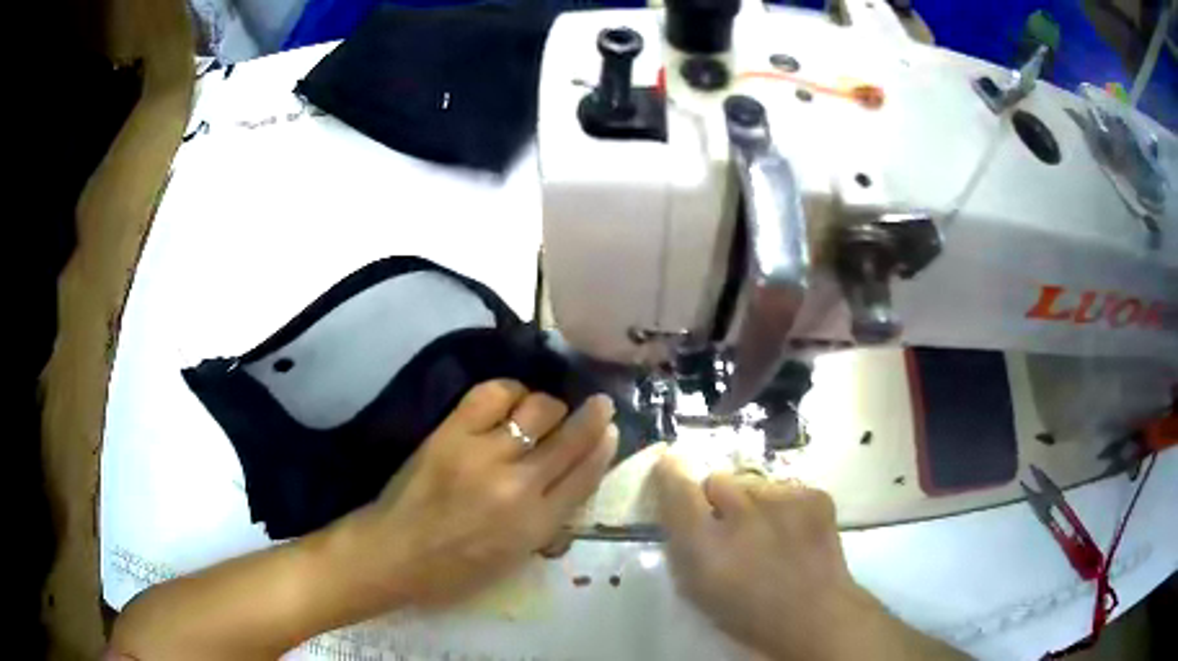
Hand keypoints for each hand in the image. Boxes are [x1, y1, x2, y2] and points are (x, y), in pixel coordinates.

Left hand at [346, 380, 617, 607]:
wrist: (395, 552)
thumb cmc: (456, 570)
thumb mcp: (516, 560)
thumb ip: (549, 523)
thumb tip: (571, 483)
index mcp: (537, 525)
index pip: (586, 476)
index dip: (603, 447)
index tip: (610, 430)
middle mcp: (518, 485)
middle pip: (570, 438)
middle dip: (593, 416)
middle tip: (598, 405)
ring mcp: (483, 454)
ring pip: (538, 410)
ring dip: (550, 405)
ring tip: (545, 410)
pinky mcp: (452, 433)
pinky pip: (492, 395)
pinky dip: (510, 392)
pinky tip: (511, 400)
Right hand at [652, 456, 965, 660]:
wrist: (814, 615)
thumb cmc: (746, 613)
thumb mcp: (696, 588)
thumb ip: (681, 545)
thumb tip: (676, 511)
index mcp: (705, 545)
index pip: (676, 487)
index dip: (670, 474)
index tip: (669, 468)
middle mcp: (742, 514)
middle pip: (717, 479)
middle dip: (717, 498)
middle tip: (730, 524)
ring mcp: (784, 500)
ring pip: (753, 483)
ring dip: (753, 503)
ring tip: (768, 533)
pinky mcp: (813, 495)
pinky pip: (785, 488)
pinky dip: (784, 506)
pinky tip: (793, 533)